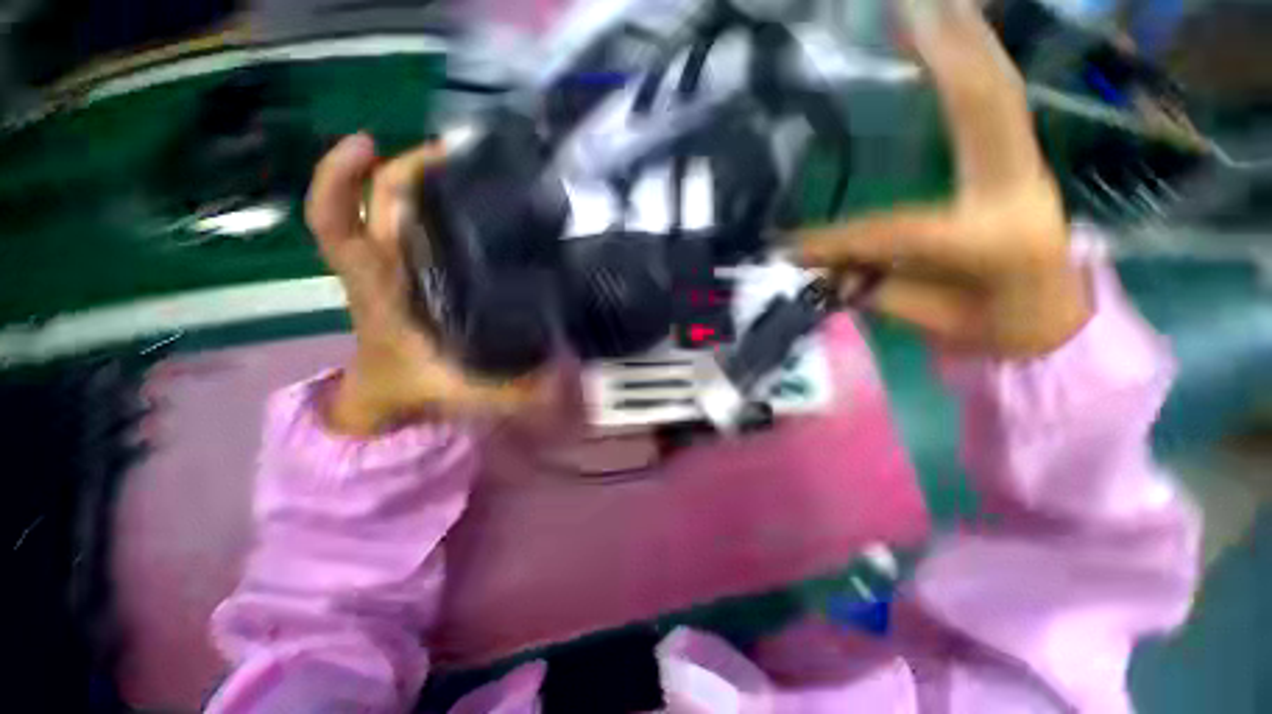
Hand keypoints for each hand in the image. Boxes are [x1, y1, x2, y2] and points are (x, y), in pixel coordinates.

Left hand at [306, 134, 538, 434]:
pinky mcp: (412, 269)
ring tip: (472, 165)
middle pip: (377, 201)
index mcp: (379, 288)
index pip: (336, 224)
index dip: (338, 178)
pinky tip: (472, 200)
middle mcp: (384, 266)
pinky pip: (411, 225)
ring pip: (393, 206)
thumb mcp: (462, 393)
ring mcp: (396, 264)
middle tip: (459, 153)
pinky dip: (430, 203)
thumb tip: (562, 385)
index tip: (369, 143)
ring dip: (421, 178)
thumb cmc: (412, 388)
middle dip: (408, 167)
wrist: (389, 396)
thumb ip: (511, 395)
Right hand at [798, 0, 1090, 357]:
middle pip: (984, 108)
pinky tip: (956, 33)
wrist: (1055, 323)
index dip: (839, 238)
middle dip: (944, 55)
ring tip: (930, 4)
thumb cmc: (993, 328)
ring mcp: (1026, 168)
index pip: (899, 227)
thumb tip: (818, 270)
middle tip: (906, 10)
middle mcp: (1017, 189)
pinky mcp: (1021, 162)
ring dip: (965, 40)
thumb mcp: (927, 316)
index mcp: (993, 240)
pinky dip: (977, 61)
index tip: (790, 245)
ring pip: (998, 92)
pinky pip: (999, 101)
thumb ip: (873, 288)